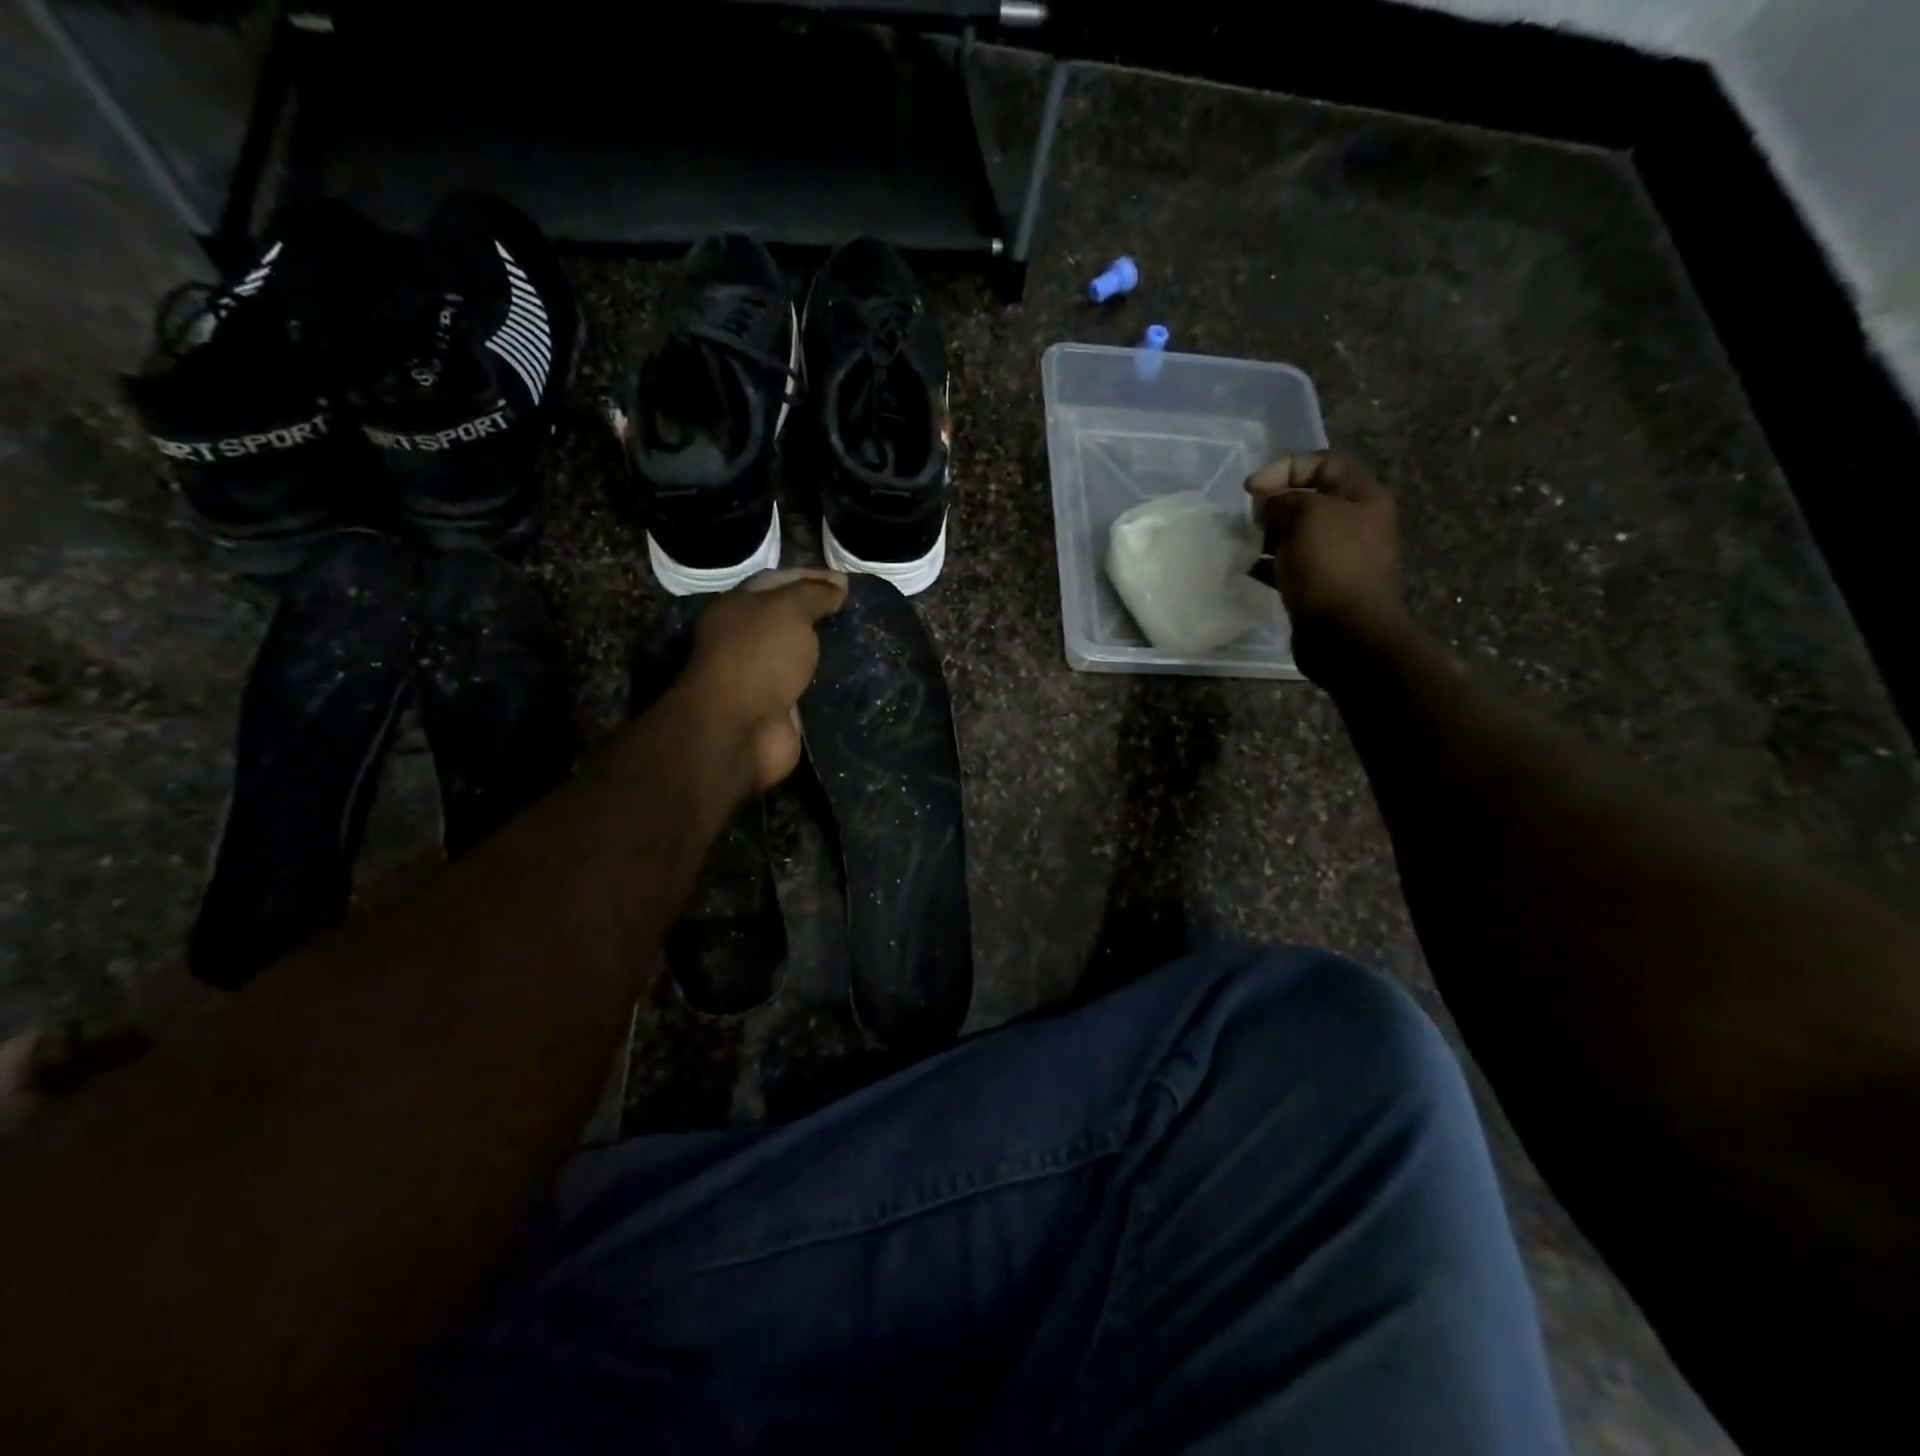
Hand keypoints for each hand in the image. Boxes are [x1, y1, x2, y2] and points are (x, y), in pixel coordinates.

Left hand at [672, 569, 847, 794]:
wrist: (741, 728)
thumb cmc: (759, 657)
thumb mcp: (788, 610)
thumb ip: (814, 594)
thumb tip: (837, 586)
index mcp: (738, 607)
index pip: (778, 581)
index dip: (812, 577)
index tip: (847, 582)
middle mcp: (745, 638)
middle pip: (788, 618)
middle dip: (820, 612)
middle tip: (858, 611)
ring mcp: (761, 675)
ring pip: (799, 653)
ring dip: (825, 648)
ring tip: (862, 639)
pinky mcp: (778, 706)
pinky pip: (807, 685)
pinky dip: (827, 679)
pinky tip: (854, 673)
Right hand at [1247, 451, 1404, 678]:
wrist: (1345, 635)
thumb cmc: (1331, 567)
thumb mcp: (1308, 516)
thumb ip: (1284, 501)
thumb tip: (1271, 510)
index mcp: (1362, 498)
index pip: (1325, 463)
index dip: (1286, 467)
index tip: (1252, 488)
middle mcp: (1354, 524)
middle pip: (1309, 499)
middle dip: (1274, 504)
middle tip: (1250, 519)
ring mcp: (1337, 558)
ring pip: (1296, 534)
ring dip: (1267, 535)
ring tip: (1243, 543)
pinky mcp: (1319, 587)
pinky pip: (1289, 566)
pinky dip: (1267, 564)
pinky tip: (1248, 569)